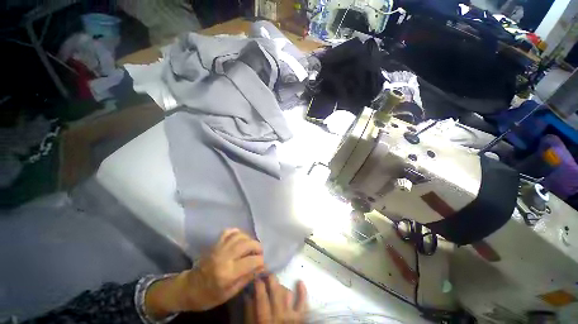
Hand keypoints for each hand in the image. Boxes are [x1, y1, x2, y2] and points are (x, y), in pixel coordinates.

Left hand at [145, 229, 265, 317]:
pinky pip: (229, 231)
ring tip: (251, 246)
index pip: (252, 261)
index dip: (261, 261)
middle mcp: (224, 257)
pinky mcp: (215, 243)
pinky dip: (237, 232)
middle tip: (259, 253)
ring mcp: (219, 248)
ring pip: (240, 236)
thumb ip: (246, 278)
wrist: (188, 288)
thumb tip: (261, 267)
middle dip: (257, 247)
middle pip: (247, 244)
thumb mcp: (229, 293)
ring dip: (249, 239)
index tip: (263, 263)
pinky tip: (240, 238)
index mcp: (228, 274)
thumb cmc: (209, 296)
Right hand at [244, 275, 307, 323]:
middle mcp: (278, 315)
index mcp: (264, 319)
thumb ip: (249, 313)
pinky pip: (303, 302)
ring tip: (276, 285)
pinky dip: (302, 291)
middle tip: (267, 273)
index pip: (261, 295)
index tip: (257, 276)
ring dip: (281, 287)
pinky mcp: (300, 318)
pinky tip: (300, 282)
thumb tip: (248, 295)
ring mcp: (291, 315)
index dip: (259, 283)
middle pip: (275, 290)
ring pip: (286, 293)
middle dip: (270, 279)